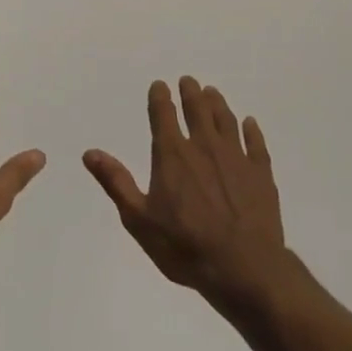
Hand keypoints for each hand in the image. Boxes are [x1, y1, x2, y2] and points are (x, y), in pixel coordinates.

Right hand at [83, 77, 285, 309]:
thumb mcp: (139, 220)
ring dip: (217, 103)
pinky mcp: (261, 173)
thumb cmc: (185, 246)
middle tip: (189, 81)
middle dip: (191, 92)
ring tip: (212, 93)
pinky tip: (249, 123)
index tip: (160, 85)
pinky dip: (251, 130)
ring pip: (225, 120)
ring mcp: (236, 157)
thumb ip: (116, 182)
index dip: (160, 97)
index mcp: (173, 154)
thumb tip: (90, 153)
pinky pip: (255, 143)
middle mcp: (204, 146)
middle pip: (197, 109)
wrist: (245, 269)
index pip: (163, 114)